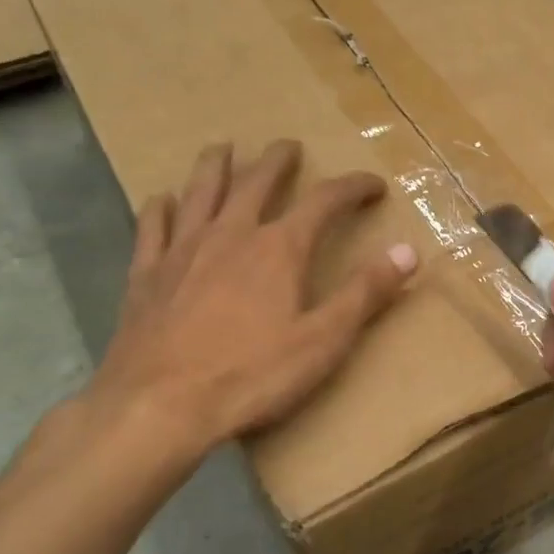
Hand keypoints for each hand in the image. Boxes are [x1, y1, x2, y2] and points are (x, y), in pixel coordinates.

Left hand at [81, 140, 416, 466]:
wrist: (158, 407)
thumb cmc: (251, 376)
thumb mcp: (324, 339)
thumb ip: (366, 292)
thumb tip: (408, 251)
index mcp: (279, 249)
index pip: (324, 201)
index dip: (352, 187)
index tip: (373, 184)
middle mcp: (230, 235)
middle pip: (256, 182)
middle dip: (278, 161)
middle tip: (289, 146)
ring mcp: (182, 251)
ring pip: (200, 192)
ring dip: (215, 166)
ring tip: (223, 148)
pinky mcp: (145, 275)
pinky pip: (152, 227)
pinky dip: (160, 207)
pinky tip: (161, 199)